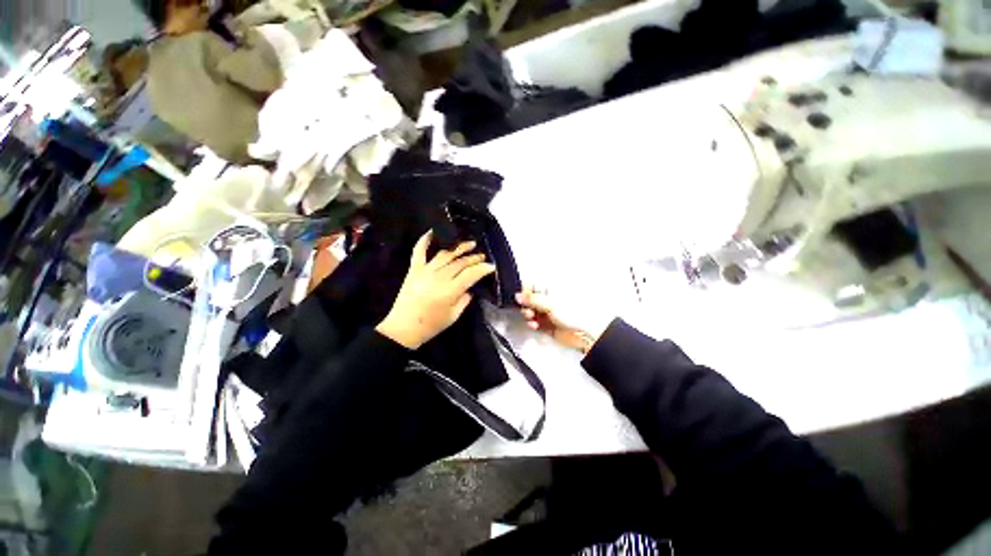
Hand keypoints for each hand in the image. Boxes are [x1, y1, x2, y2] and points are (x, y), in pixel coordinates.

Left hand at [376, 231, 495, 348]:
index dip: (483, 268)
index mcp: (450, 290)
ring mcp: (425, 271)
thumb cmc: (431, 325)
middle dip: (474, 258)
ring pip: (446, 254)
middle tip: (483, 256)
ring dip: (459, 247)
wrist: (403, 328)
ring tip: (470, 244)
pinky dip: (425, 240)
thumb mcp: (453, 316)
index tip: (491, 266)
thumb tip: (470, 287)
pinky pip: (419, 251)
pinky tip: (432, 231)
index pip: (471, 274)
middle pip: (460, 262)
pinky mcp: (414, 269)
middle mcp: (439, 277)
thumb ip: (464, 300)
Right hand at [516, 286, 607, 353]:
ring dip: (528, 315)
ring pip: (531, 313)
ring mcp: (548, 313)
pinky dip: (532, 324)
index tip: (521, 296)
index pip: (533, 286)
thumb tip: (518, 296)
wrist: (585, 333)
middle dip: (526, 305)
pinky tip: (534, 325)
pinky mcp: (547, 325)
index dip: (525, 291)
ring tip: (531, 317)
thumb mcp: (550, 303)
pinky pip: (535, 324)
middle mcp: (549, 301)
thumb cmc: (575, 313)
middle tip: (528, 308)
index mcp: (551, 290)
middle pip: (530, 300)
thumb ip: (532, 299)